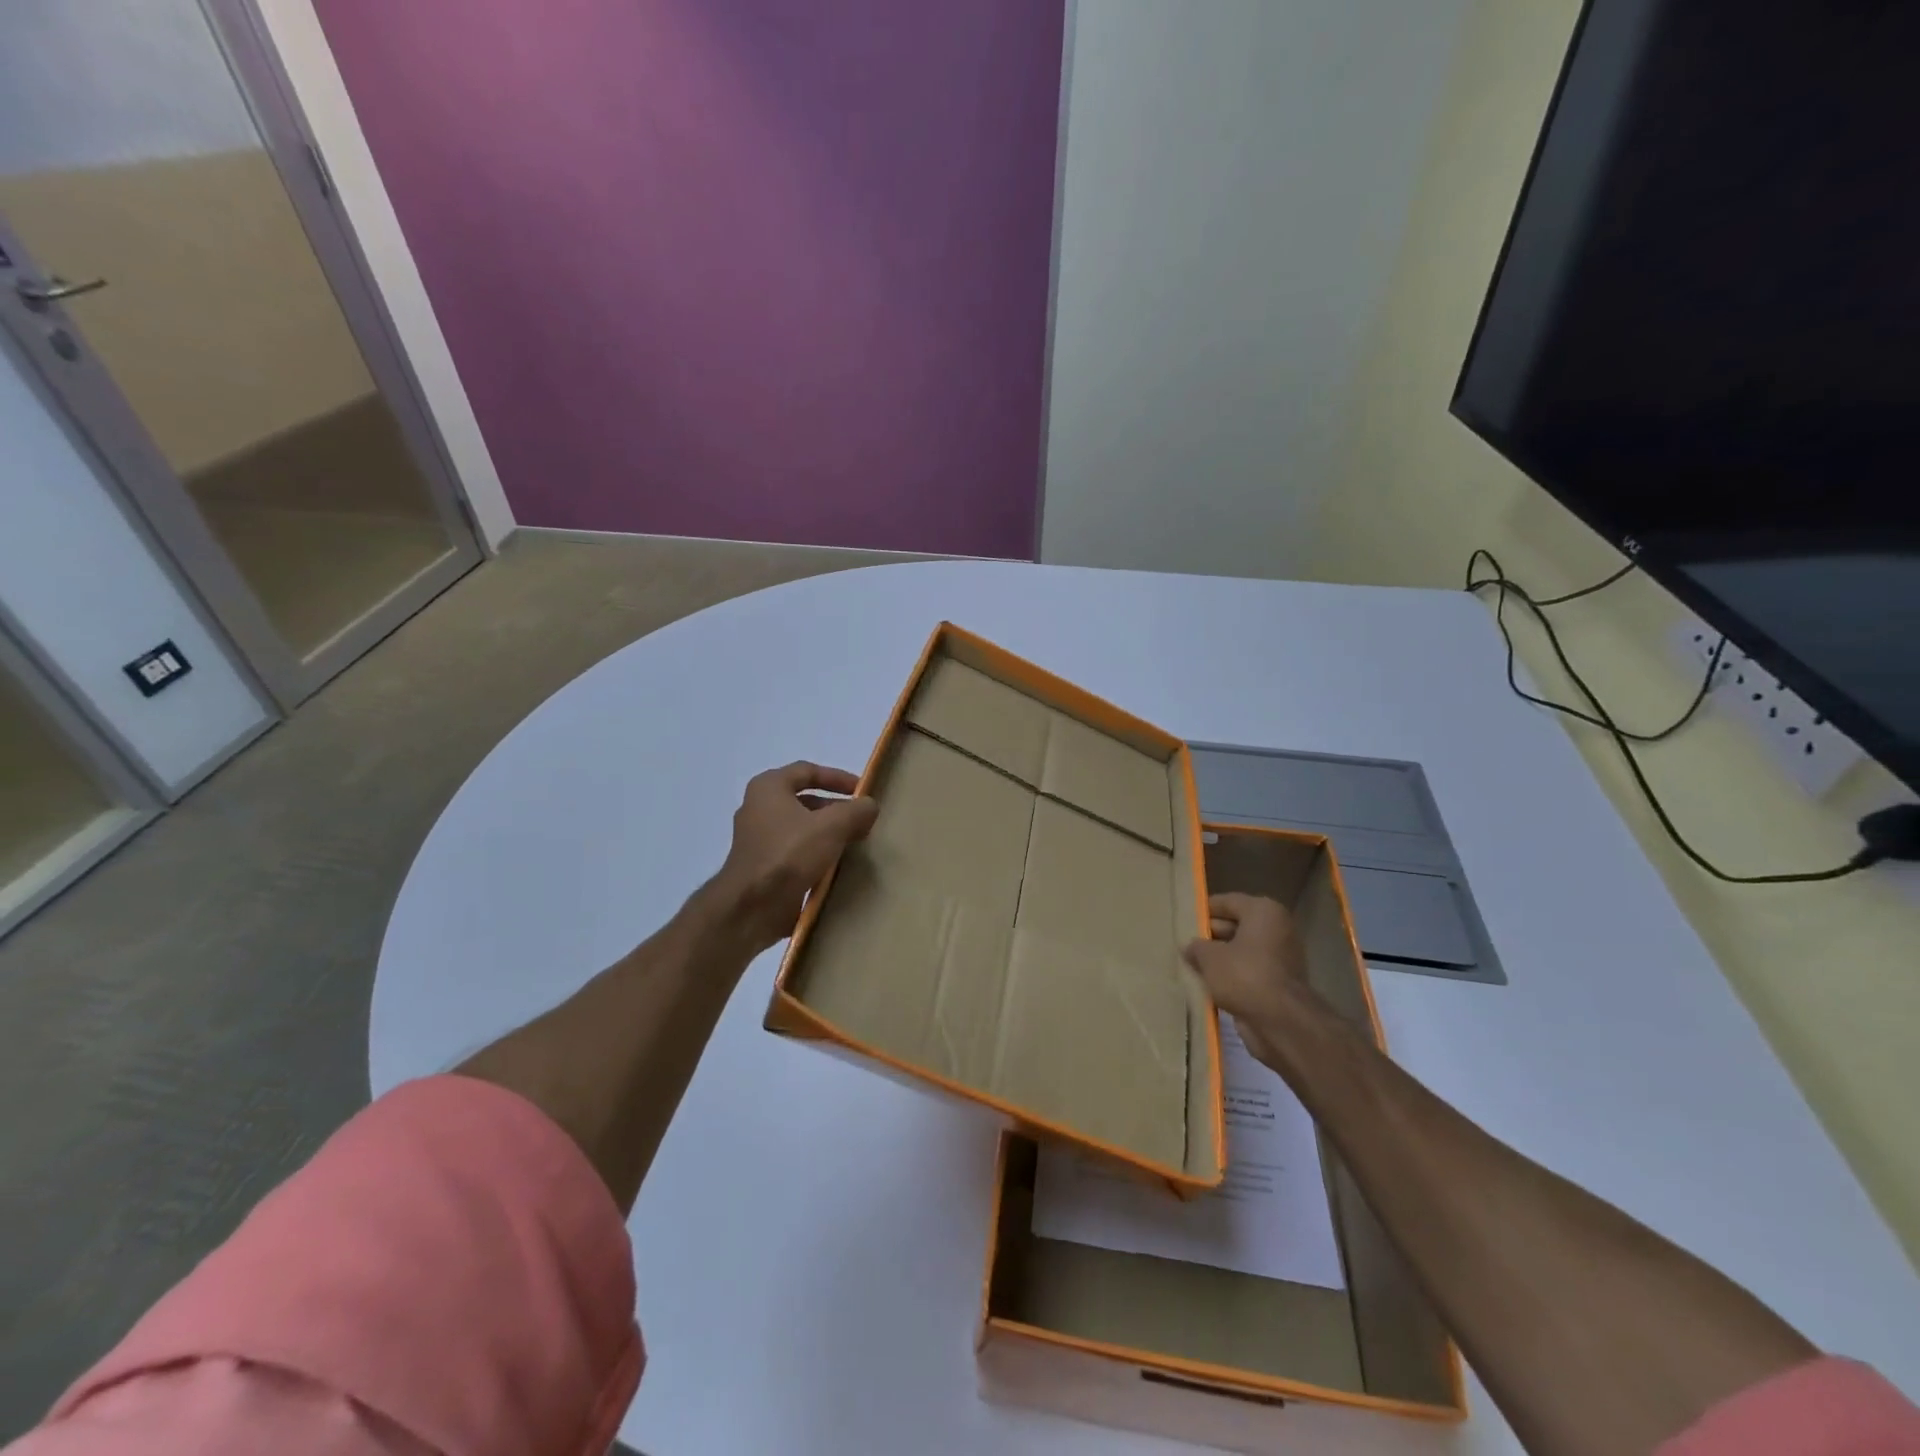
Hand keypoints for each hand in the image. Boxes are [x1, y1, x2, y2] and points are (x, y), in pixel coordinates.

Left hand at [713, 761, 877, 953]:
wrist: (751, 908)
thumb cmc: (789, 855)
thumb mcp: (832, 826)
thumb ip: (856, 810)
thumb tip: (870, 806)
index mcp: (769, 788)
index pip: (807, 770)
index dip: (837, 777)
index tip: (862, 790)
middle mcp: (758, 809)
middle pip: (804, 801)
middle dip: (835, 809)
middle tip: (861, 821)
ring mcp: (757, 840)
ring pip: (801, 829)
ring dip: (827, 834)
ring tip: (855, 844)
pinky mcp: (762, 868)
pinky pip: (794, 854)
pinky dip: (816, 856)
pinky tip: (836, 868)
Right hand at [1183, 892, 1318, 1068]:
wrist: (1282, 1023)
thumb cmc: (1244, 976)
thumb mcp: (1209, 957)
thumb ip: (1196, 947)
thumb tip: (1190, 947)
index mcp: (1263, 912)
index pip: (1227, 902)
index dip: (1203, 910)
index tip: (1183, 920)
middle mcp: (1276, 929)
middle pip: (1235, 926)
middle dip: (1210, 937)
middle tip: (1184, 945)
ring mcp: (1281, 957)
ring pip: (1241, 952)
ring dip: (1220, 960)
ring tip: (1191, 966)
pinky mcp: (1280, 983)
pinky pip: (1248, 973)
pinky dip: (1232, 978)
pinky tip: (1209, 986)